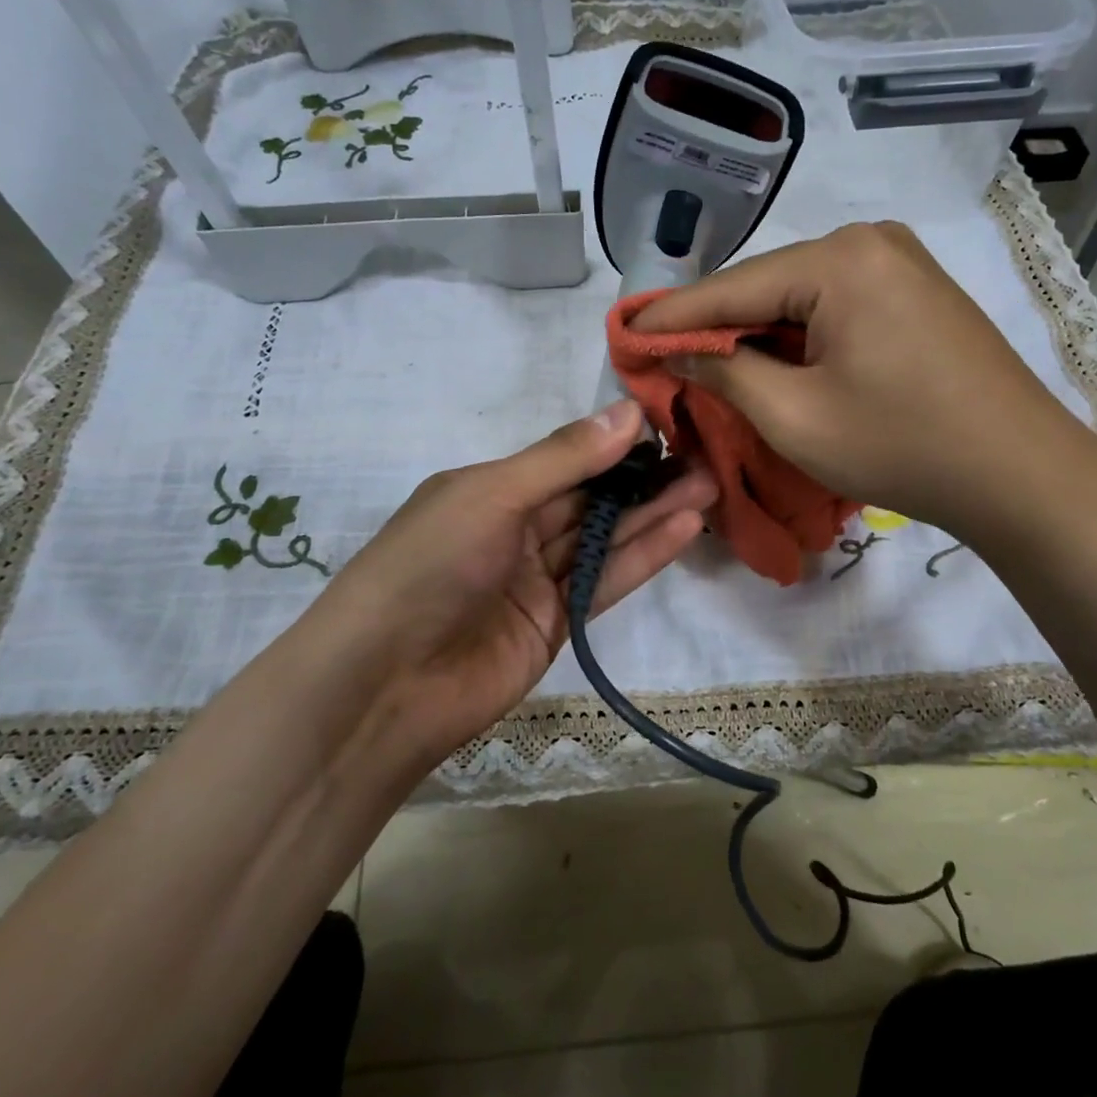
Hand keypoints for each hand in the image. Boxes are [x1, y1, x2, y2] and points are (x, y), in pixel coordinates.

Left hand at [290, 400, 715, 776]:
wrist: (387, 684)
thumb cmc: (430, 566)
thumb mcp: (492, 495)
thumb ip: (564, 459)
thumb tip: (629, 412)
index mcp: (489, 489)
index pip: (564, 458)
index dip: (615, 442)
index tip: (670, 425)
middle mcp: (514, 528)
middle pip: (591, 497)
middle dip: (645, 478)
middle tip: (705, 458)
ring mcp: (536, 579)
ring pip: (605, 537)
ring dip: (654, 513)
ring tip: (709, 486)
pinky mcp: (558, 623)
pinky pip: (605, 580)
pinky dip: (643, 555)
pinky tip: (685, 528)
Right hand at [631, 222, 1096, 561]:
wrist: (1018, 473)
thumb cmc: (901, 445)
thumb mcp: (795, 417)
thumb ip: (725, 374)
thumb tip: (678, 352)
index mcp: (839, 260)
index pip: (731, 288)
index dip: (671, 317)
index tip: (621, 334)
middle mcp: (869, 242)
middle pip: (765, 287)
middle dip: (713, 326)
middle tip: (659, 355)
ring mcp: (898, 263)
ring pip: (797, 297)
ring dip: (753, 333)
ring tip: (703, 363)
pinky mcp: (913, 291)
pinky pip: (833, 306)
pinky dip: (795, 336)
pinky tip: (769, 360)